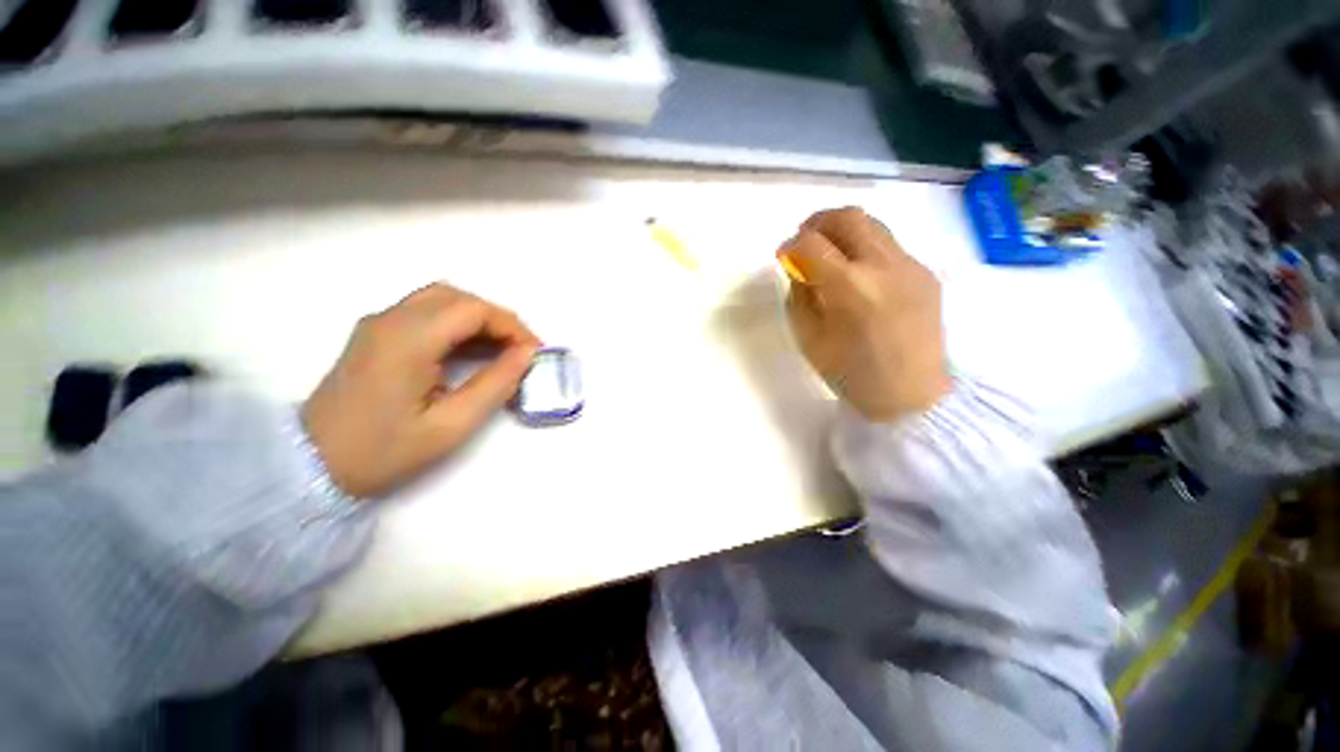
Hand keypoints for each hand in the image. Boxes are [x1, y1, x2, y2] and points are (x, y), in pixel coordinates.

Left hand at [302, 284, 540, 497]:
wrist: (310, 465)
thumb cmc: (383, 451)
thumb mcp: (450, 425)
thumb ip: (495, 384)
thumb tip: (527, 355)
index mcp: (407, 340)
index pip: (473, 309)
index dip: (512, 326)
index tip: (533, 354)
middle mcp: (390, 320)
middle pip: (459, 297)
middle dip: (498, 320)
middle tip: (520, 352)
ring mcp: (379, 324)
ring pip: (443, 300)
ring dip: (479, 320)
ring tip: (500, 351)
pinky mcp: (376, 334)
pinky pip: (427, 312)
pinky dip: (458, 324)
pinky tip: (470, 352)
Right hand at [780, 207, 949, 422]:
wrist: (912, 396)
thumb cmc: (851, 375)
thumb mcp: (809, 338)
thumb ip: (799, 296)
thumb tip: (798, 267)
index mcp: (850, 288)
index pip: (811, 244)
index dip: (790, 245)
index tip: (783, 256)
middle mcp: (884, 266)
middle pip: (847, 217)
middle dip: (817, 222)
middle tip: (804, 241)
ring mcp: (911, 266)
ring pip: (873, 224)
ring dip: (843, 231)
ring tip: (830, 254)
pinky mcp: (926, 273)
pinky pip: (889, 246)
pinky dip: (865, 249)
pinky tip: (860, 277)